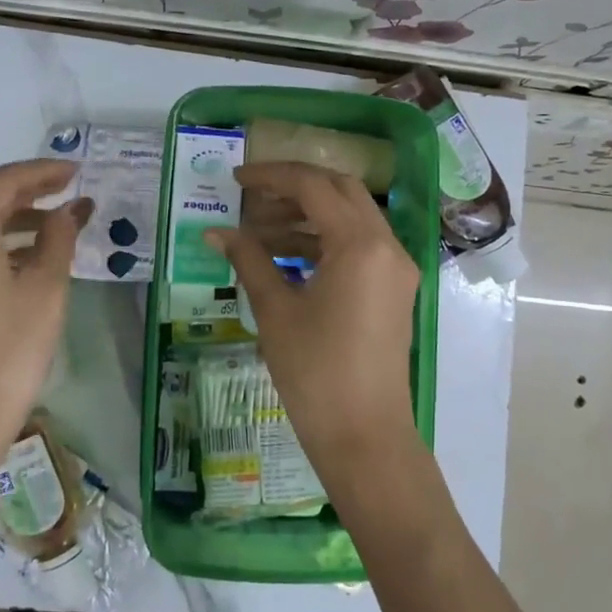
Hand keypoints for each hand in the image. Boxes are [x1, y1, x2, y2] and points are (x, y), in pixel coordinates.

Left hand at [0, 159, 89, 452]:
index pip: (7, 182)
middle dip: (32, 195)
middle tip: (70, 193)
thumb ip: (59, 237)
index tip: (77, 171)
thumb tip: (69, 209)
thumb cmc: (11, 347)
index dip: (44, 172)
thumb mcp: (47, 287)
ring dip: (17, 223)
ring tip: (58, 228)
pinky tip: (28, 262)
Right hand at [206, 162, 421, 472]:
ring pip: (350, 219)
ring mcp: (396, 268)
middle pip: (339, 192)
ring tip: (257, 235)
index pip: (314, 186)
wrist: (363, 434)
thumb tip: (215, 232)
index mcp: (360, 244)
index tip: (236, 180)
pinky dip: (323, 243)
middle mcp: (387, 245)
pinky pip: (358, 247)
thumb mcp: (275, 310)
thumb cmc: (314, 372)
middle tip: (251, 201)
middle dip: (293, 189)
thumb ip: (248, 260)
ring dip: (306, 218)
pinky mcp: (394, 289)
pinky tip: (284, 258)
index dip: (271, 177)